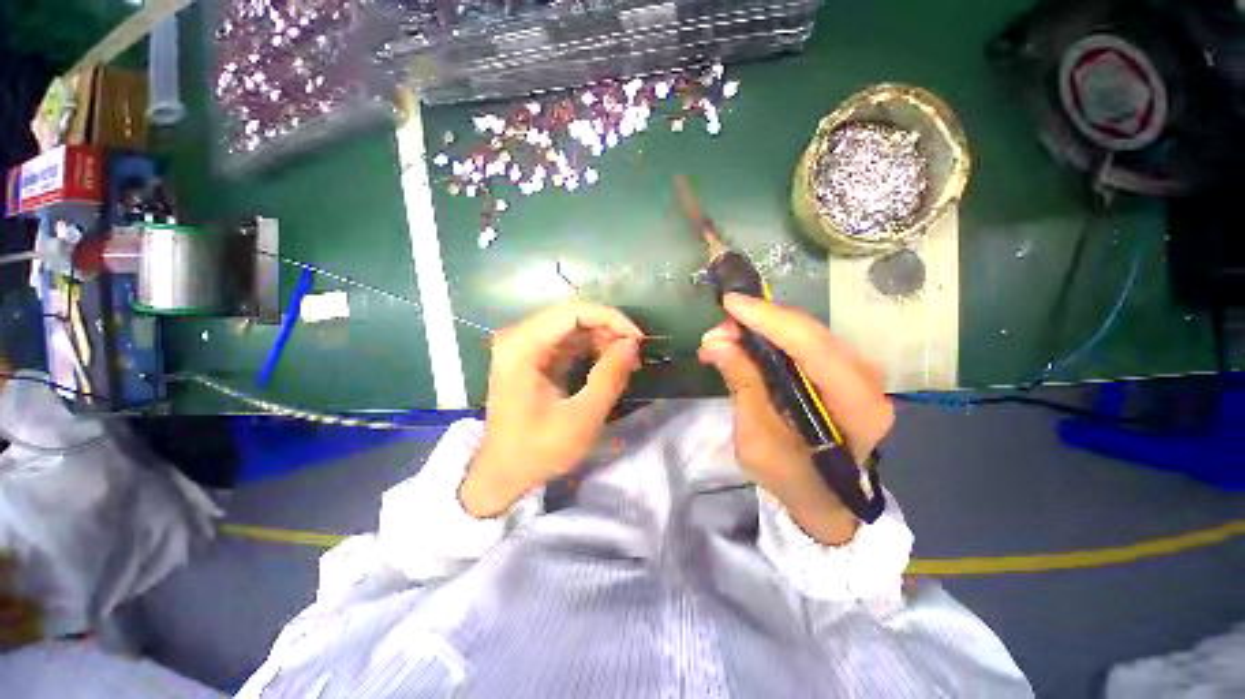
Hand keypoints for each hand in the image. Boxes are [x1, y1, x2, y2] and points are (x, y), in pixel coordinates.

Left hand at [460, 302, 642, 517]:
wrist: (503, 474)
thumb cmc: (538, 450)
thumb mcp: (582, 418)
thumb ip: (609, 377)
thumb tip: (632, 344)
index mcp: (522, 347)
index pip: (573, 312)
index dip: (610, 318)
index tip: (638, 339)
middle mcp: (518, 337)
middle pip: (572, 317)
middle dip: (609, 331)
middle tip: (634, 355)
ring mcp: (524, 346)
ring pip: (573, 328)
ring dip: (603, 341)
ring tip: (626, 363)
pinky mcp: (532, 357)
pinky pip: (567, 342)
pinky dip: (591, 350)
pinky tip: (608, 366)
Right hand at [698, 294, 893, 543]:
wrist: (824, 498)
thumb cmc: (792, 478)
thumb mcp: (757, 439)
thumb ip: (743, 385)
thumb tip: (715, 342)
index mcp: (856, 406)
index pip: (812, 347)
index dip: (768, 320)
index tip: (729, 303)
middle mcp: (867, 380)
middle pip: (810, 333)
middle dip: (758, 322)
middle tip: (717, 330)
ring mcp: (858, 372)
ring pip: (806, 332)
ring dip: (762, 328)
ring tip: (724, 337)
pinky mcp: (842, 370)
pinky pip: (804, 342)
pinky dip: (771, 337)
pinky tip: (746, 342)